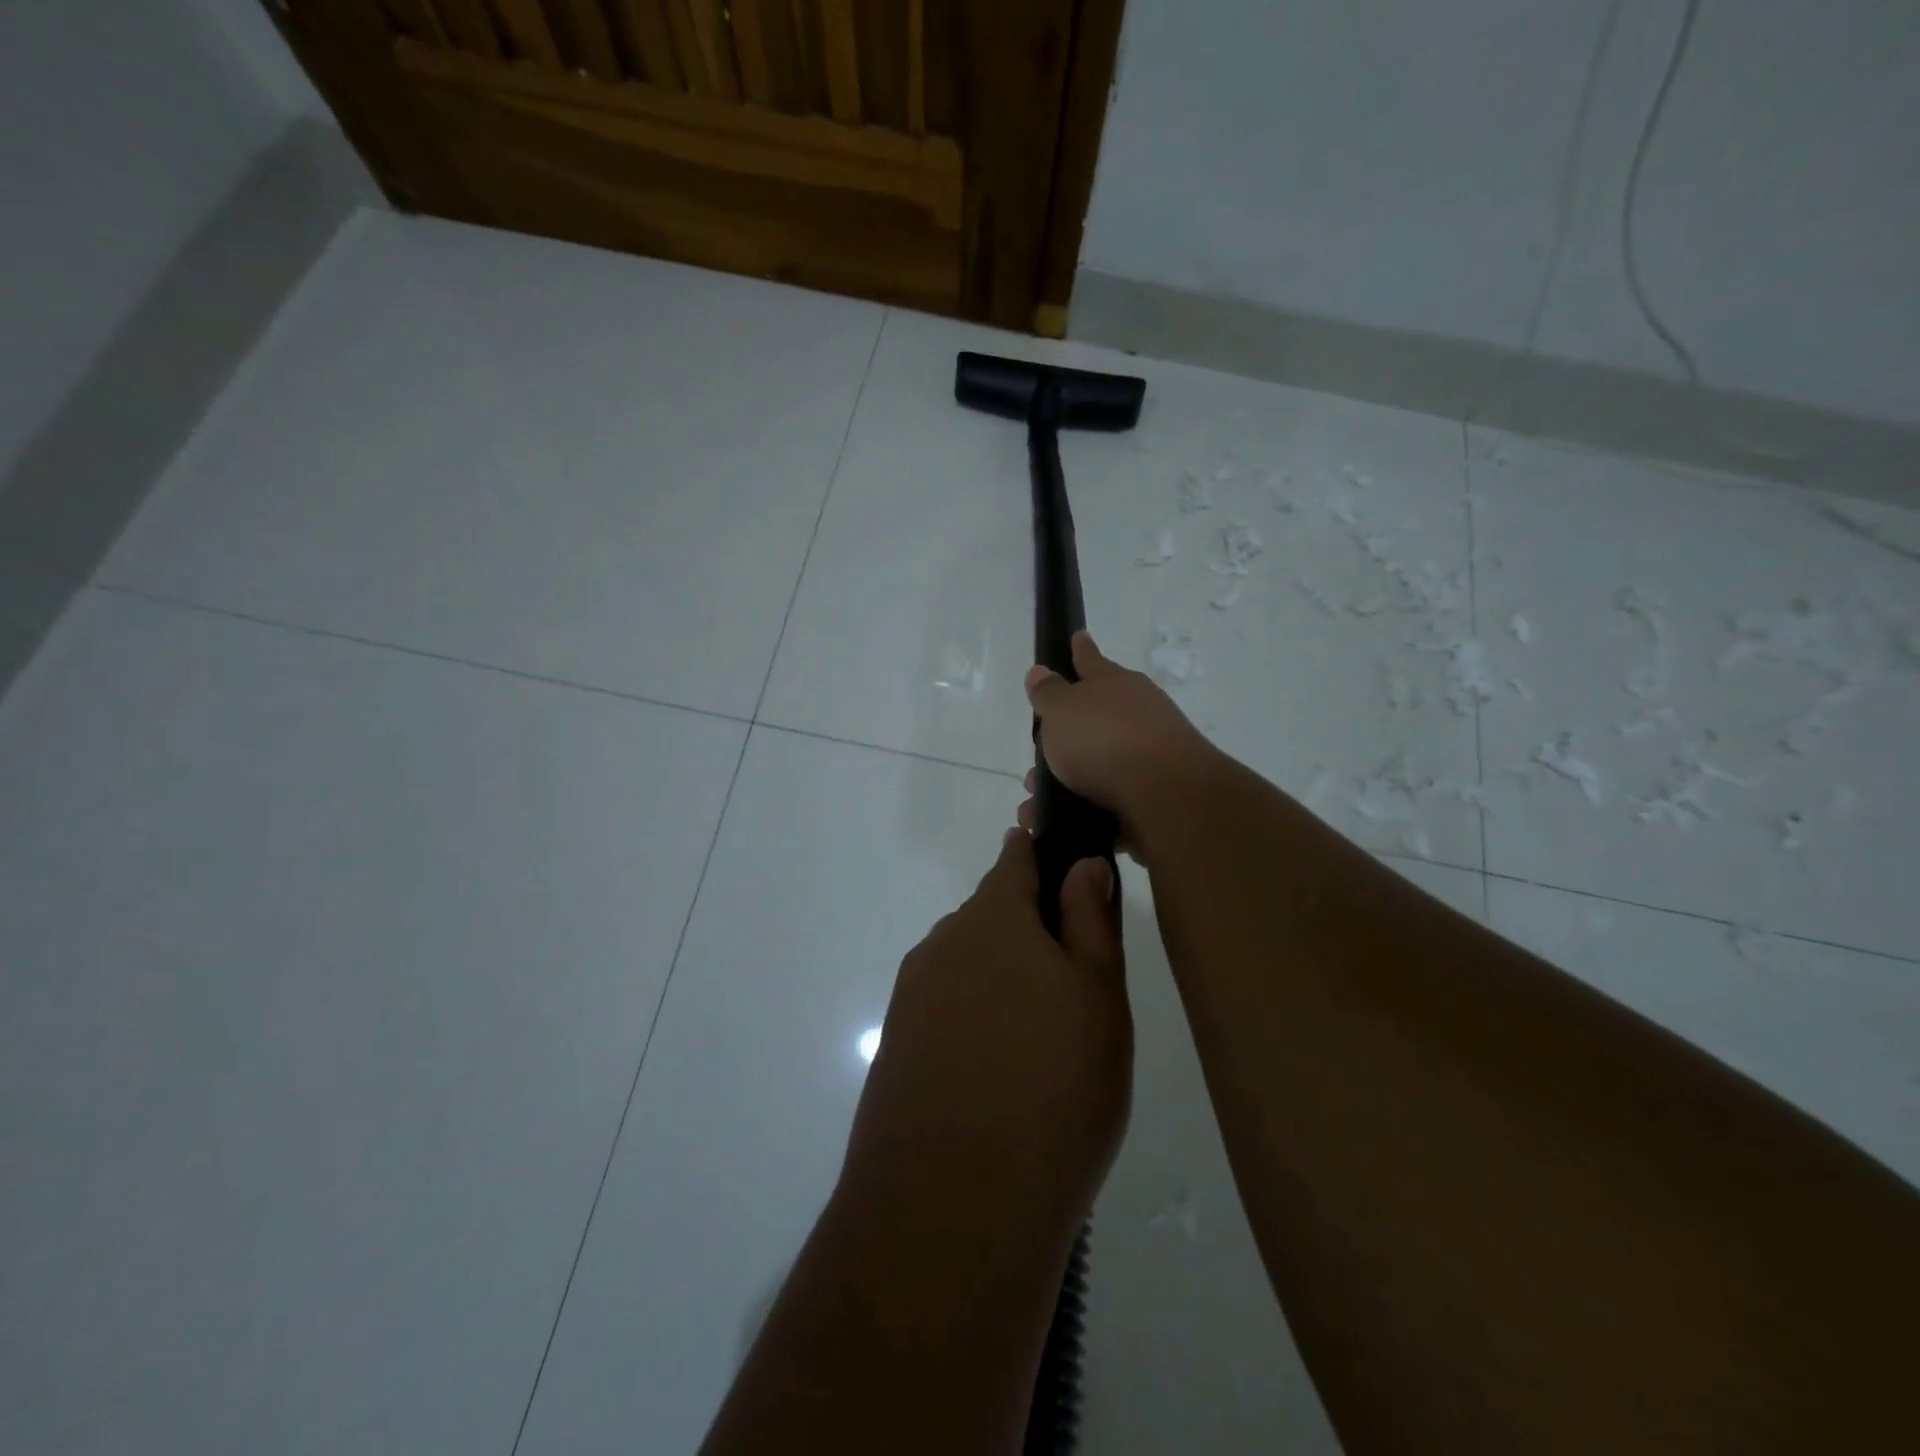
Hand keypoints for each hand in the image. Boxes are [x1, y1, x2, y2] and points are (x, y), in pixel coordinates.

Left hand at [842, 830, 1129, 1241]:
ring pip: (969, 964)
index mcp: (993, 917)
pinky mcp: (897, 1045)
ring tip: (1042, 1041)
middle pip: (992, 915)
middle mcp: (944, 943)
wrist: (954, 1204)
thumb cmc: (1053, 1086)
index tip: (1070, 868)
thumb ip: (1089, 920)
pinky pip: (947, 1009)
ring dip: (1003, 979)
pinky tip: (1000, 1072)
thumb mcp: (1098, 996)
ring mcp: (913, 995)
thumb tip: (1081, 862)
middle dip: (1030, 929)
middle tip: (1075, 985)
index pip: (1016, 858)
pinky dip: (976, 1020)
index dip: (1043, 853)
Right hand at [1021, 631, 1220, 850]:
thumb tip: (1040, 671)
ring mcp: (1148, 754)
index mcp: (1115, 684)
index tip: (1078, 636)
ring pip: (1097, 763)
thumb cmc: (1105, 740)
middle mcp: (1136, 714)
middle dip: (1065, 734)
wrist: (1166, 796)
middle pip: (1095, 716)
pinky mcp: (1152, 795)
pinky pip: (1107, 800)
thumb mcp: (1062, 710)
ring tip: (1034, 803)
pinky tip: (1060, 824)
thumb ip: (1048, 693)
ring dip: (1065, 780)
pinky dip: (1081, 810)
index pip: (1090, 660)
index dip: (1080, 650)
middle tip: (1038, 751)